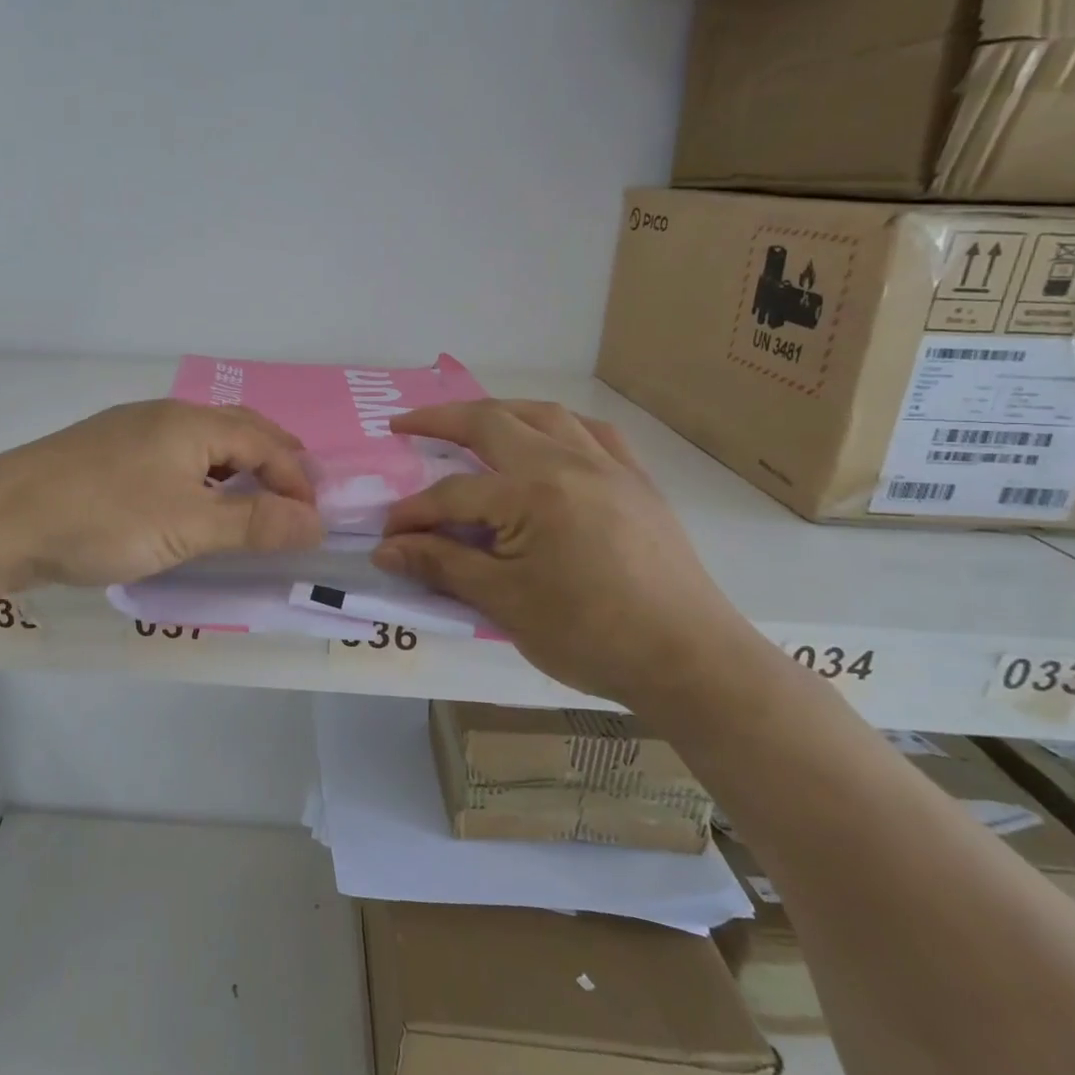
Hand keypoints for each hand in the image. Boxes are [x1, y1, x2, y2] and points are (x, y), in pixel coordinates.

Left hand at [0, 400, 324, 589]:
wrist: (1, 520)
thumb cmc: (103, 518)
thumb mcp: (187, 526)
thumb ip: (254, 524)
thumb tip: (316, 522)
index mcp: (191, 423)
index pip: (265, 442)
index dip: (297, 480)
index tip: (313, 522)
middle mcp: (164, 416)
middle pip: (236, 431)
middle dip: (273, 462)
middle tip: (295, 498)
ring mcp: (130, 433)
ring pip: (202, 445)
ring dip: (236, 470)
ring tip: (252, 503)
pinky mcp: (106, 456)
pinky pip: (172, 459)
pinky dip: (201, 478)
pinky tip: (192, 504)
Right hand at [372, 400, 751, 707]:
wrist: (690, 662)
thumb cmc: (590, 635)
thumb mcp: (504, 602)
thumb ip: (440, 565)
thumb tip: (384, 549)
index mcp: (534, 494)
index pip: (454, 494)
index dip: (413, 514)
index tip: (387, 537)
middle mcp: (570, 463)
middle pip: (494, 423)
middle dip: (441, 420)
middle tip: (404, 424)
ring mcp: (610, 467)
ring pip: (545, 415)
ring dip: (499, 411)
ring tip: (469, 422)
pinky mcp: (638, 482)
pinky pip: (594, 433)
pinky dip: (557, 426)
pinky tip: (547, 439)